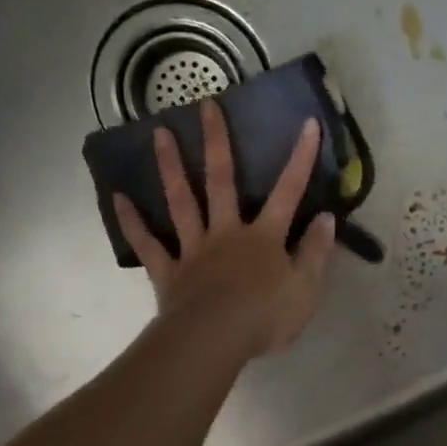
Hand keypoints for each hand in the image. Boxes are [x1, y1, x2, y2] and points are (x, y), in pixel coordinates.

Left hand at [114, 98, 338, 358]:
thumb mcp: (306, 289)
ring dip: (171, 166)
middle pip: (222, 181)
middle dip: (217, 142)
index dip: (300, 159)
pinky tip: (119, 198)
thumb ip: (316, 252)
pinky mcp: (169, 271)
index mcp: (264, 237)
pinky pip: (148, 244)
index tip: (307, 124)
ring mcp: (194, 249)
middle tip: (206, 105)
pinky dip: (133, 222)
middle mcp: (227, 232)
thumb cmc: (265, 317)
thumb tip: (327, 218)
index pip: (289, 192)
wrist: (215, 340)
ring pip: (181, 201)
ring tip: (159, 133)